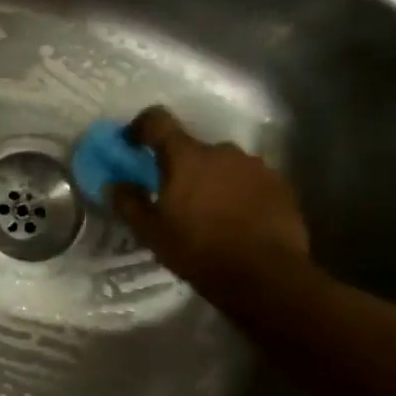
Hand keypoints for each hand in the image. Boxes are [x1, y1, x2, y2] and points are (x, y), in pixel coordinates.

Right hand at [112, 106, 309, 289]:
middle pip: (193, 148)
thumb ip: (129, 203)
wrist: (264, 275)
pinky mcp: (280, 185)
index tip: (133, 143)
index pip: (158, 120)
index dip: (141, 126)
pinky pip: (249, 181)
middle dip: (181, 166)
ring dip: (212, 180)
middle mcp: (222, 151)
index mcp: (186, 157)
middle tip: (175, 196)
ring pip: (224, 165)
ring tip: (209, 213)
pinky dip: (238, 193)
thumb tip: (115, 184)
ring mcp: (255, 166)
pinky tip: (237, 221)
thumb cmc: (198, 250)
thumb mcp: (151, 233)